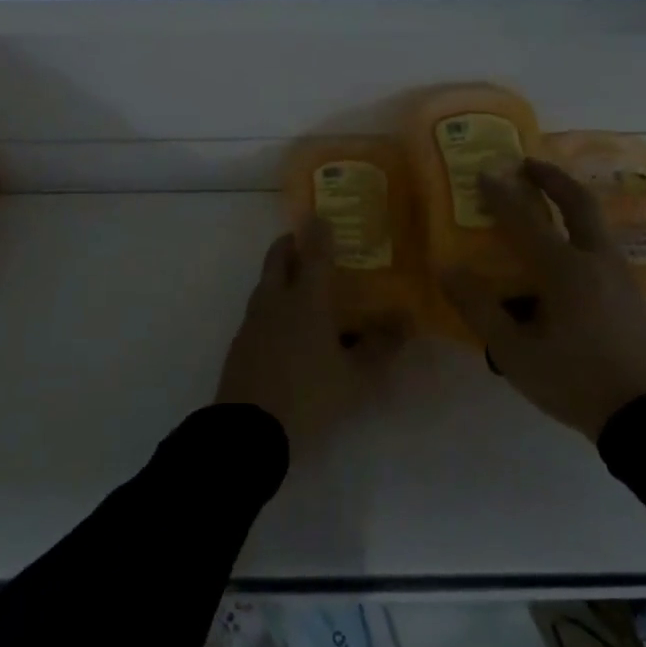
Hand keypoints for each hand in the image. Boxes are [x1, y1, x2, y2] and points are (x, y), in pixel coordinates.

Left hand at [214, 222, 401, 445]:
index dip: (319, 233)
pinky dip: (273, 303)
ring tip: (301, 283)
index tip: (322, 216)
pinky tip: (286, 325)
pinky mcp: (240, 343)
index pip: (313, 254)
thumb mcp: (355, 378)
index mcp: (305, 300)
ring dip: (280, 273)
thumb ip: (380, 348)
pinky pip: (259, 310)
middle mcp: (275, 301)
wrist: (247, 430)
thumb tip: (405, 322)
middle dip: (290, 244)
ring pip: (265, 283)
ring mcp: (252, 321)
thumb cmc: (308, 396)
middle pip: (278, 258)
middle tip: (306, 242)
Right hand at [441, 158, 645, 439]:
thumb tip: (448, 269)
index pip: (526, 221)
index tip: (484, 172)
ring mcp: (621, 276)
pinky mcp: (633, 294)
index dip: (502, 195)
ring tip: (547, 200)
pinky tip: (570, 249)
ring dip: (570, 201)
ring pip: (596, 223)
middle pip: (578, 204)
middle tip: (527, 163)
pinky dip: (582, 229)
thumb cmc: (576, 381)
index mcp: (565, 270)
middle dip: (552, 178)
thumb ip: (479, 308)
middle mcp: (597, 261)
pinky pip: (603, 245)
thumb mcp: (515, 352)